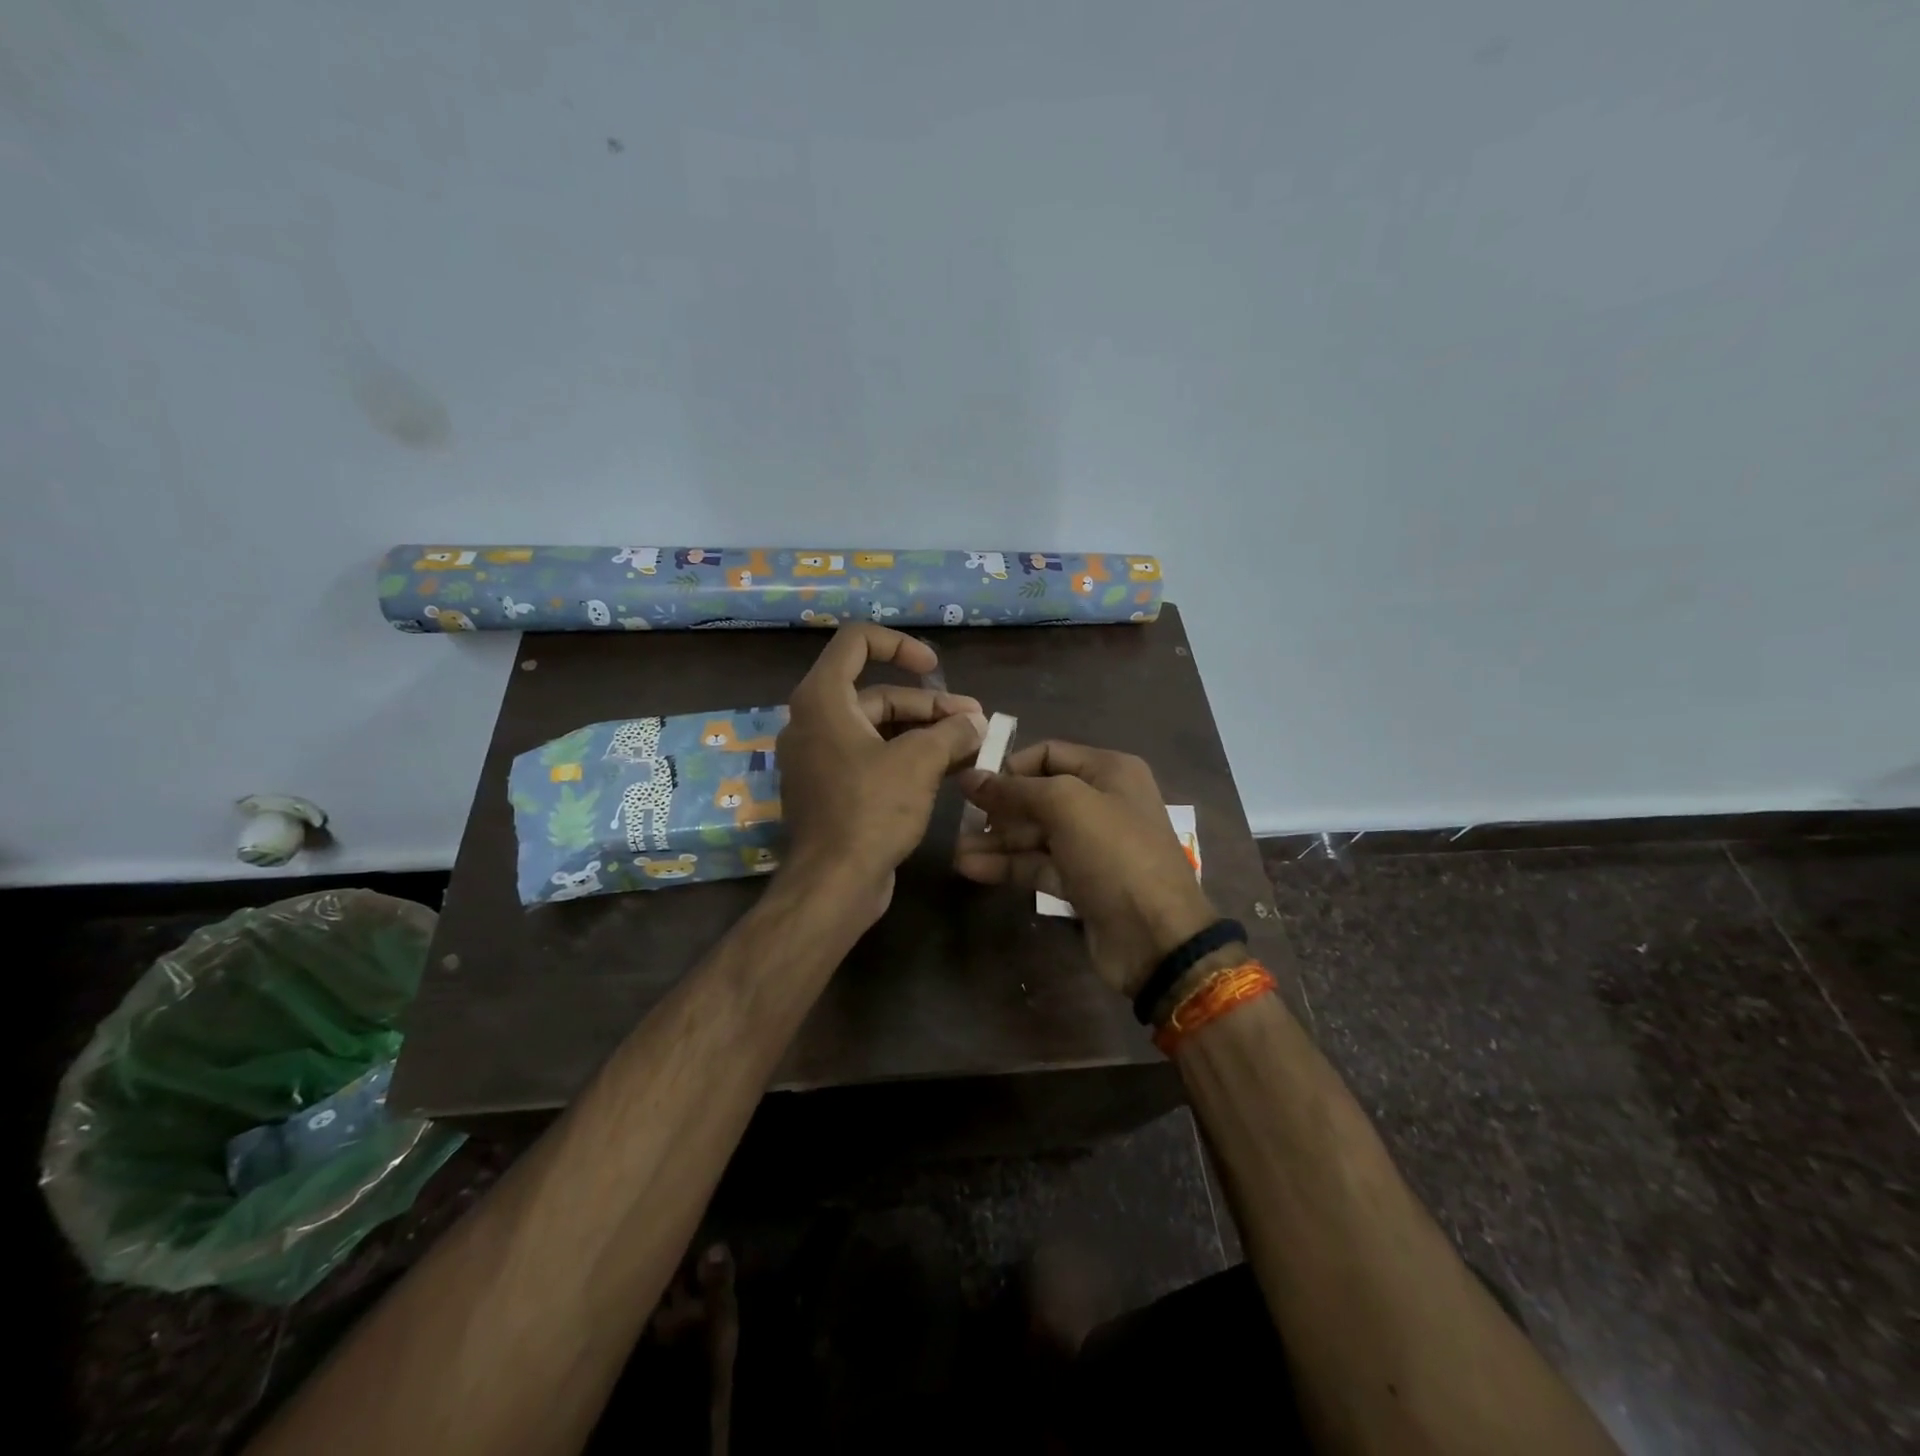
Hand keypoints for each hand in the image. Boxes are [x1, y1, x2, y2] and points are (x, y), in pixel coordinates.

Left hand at [777, 626, 986, 919]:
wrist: (834, 883)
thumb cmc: (871, 809)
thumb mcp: (919, 762)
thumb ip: (951, 732)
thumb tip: (976, 724)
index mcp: (823, 699)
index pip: (857, 642)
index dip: (900, 645)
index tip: (934, 669)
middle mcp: (814, 721)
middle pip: (878, 695)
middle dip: (930, 706)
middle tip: (975, 722)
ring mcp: (821, 758)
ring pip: (879, 730)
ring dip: (924, 733)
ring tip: (972, 745)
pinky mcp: (832, 789)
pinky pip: (872, 758)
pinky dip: (906, 757)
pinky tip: (948, 770)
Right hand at [955, 741, 1216, 997]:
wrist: (1155, 937)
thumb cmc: (1114, 854)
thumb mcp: (1066, 806)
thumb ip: (1015, 790)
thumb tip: (970, 778)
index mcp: (1109, 771)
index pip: (1048, 754)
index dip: (1010, 766)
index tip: (973, 784)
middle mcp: (1101, 802)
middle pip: (1038, 796)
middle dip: (998, 808)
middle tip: (959, 820)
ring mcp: (1091, 845)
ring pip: (1034, 834)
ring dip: (996, 841)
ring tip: (957, 853)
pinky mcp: (1080, 882)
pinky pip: (1038, 864)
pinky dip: (1008, 865)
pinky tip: (971, 869)